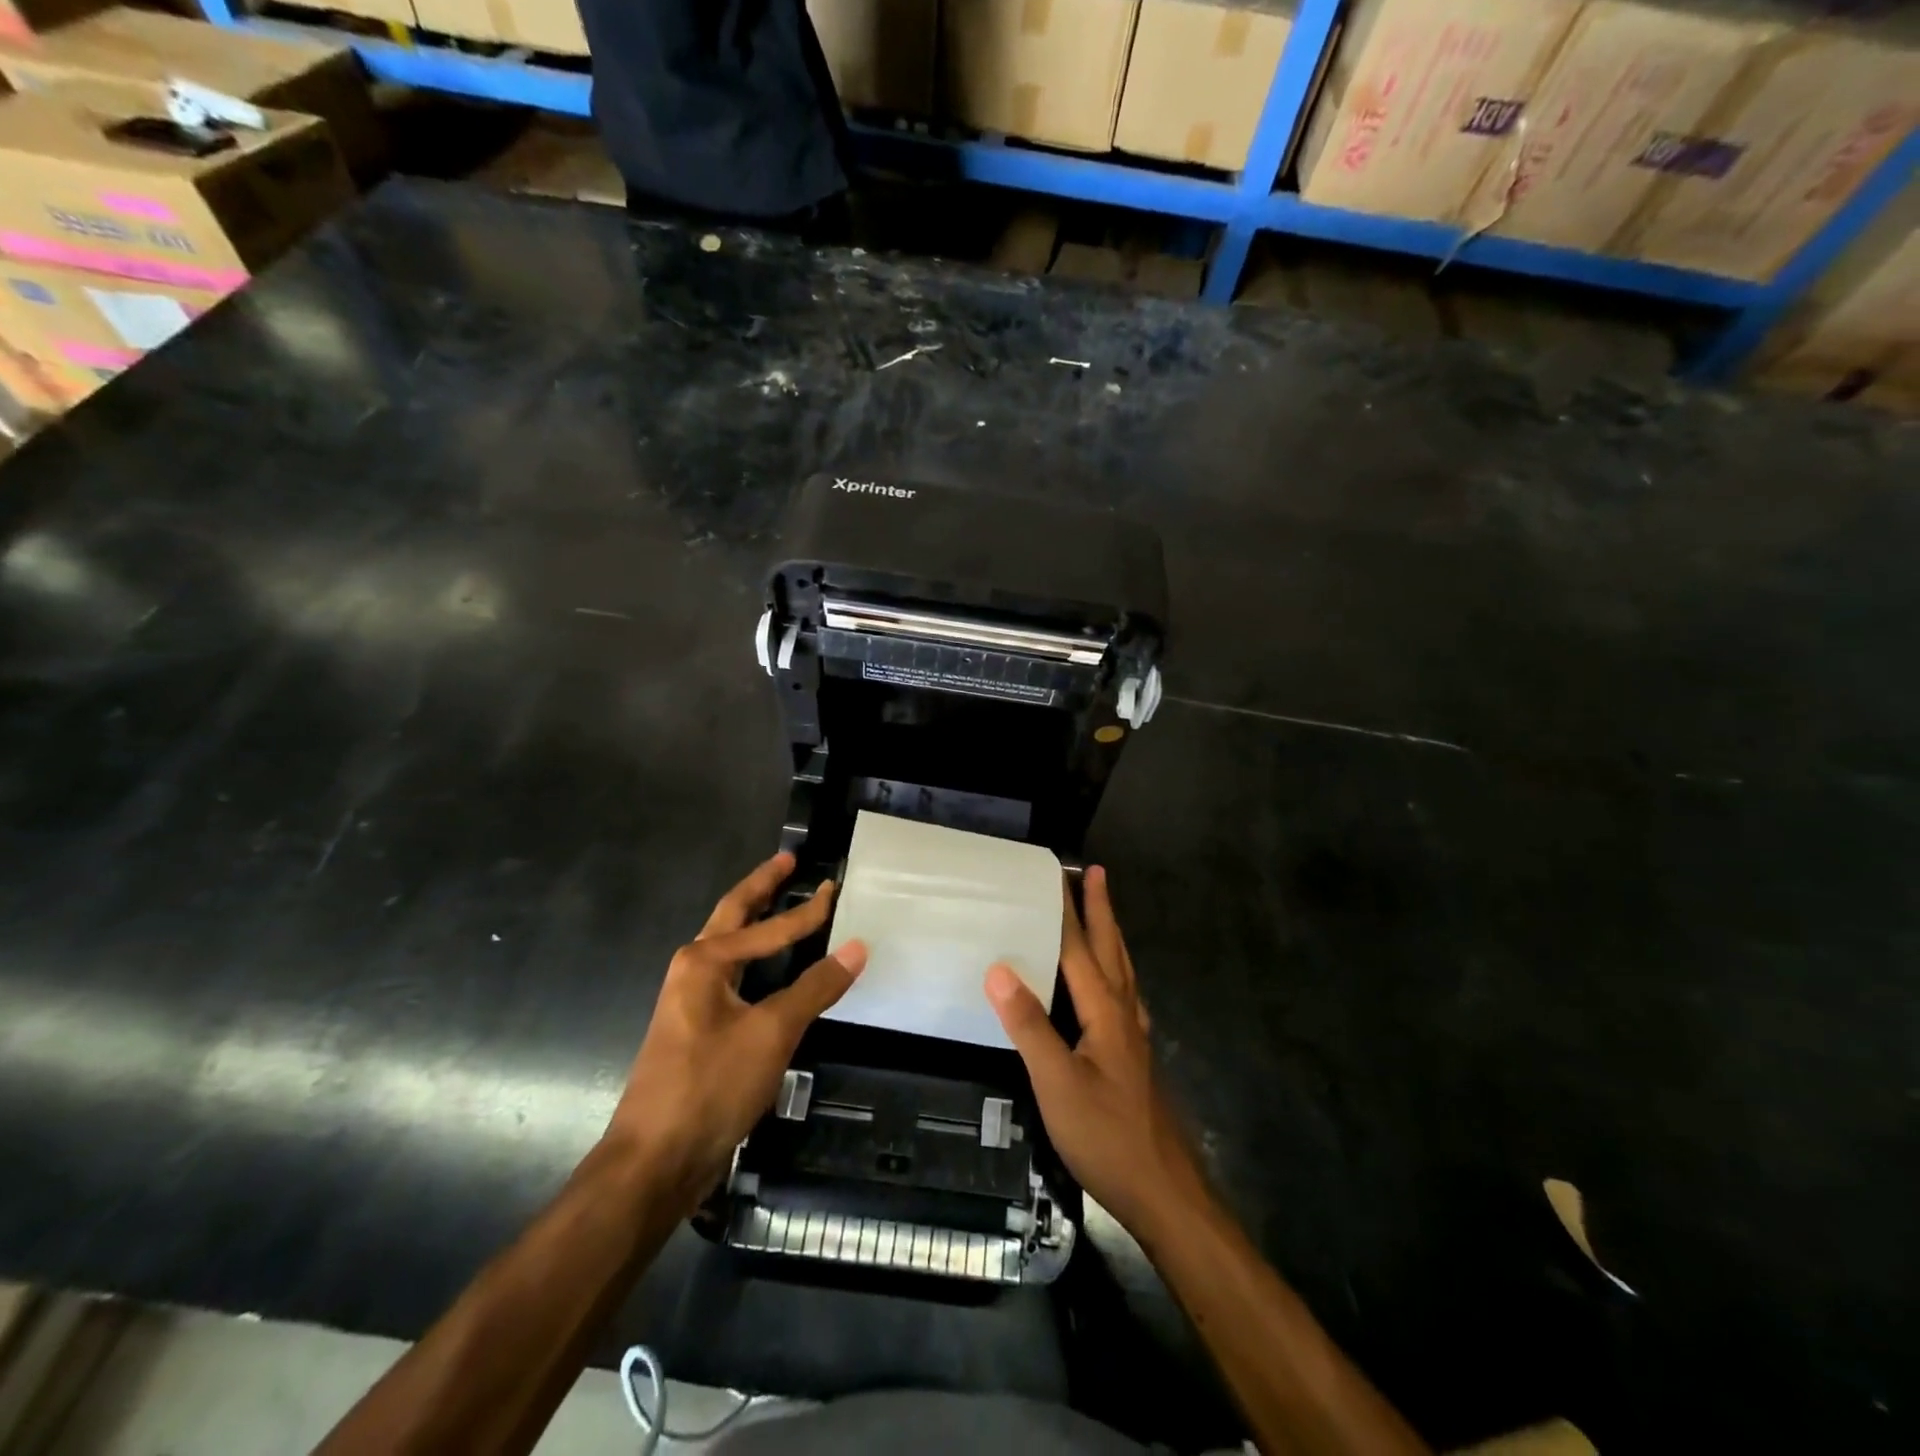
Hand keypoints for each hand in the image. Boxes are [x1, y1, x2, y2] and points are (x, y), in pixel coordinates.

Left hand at [605, 852, 865, 1208]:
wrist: (654, 1161)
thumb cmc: (711, 1085)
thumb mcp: (772, 1032)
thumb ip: (815, 987)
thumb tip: (857, 946)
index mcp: (704, 961)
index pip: (768, 926)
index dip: (807, 910)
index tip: (835, 887)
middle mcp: (692, 970)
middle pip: (732, 915)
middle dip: (761, 887)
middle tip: (787, 861)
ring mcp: (690, 1001)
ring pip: (729, 946)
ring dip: (755, 922)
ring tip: (781, 901)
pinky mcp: (696, 1030)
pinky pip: (733, 977)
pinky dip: (756, 960)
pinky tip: (773, 969)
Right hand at [984, 866, 1208, 1242]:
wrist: (1163, 1191)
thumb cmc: (1106, 1136)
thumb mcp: (1057, 1083)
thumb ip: (1029, 1026)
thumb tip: (999, 969)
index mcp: (1105, 1011)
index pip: (1079, 948)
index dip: (1067, 910)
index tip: (1057, 873)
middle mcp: (1125, 1013)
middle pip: (1111, 949)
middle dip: (1101, 909)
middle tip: (1095, 872)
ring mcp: (1134, 1036)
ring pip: (1122, 970)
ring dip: (1110, 935)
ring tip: (1102, 913)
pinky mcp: (1135, 1056)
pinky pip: (1124, 994)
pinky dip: (1114, 970)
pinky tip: (1110, 984)